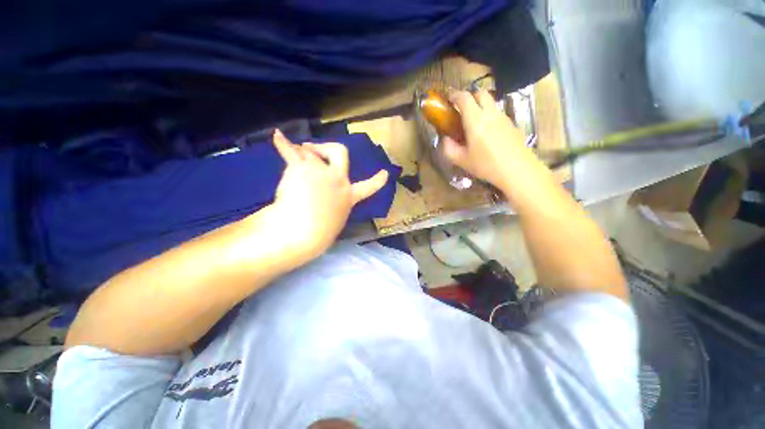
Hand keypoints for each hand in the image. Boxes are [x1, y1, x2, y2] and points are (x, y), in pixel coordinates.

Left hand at [270, 130, 388, 257]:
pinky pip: (290, 151)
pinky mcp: (301, 168)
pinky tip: (278, 136)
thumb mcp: (334, 220)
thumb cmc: (318, 233)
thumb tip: (325, 199)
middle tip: (316, 148)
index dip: (377, 181)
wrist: (303, 230)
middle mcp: (338, 180)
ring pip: (310, 153)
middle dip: (329, 147)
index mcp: (348, 197)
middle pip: (340, 153)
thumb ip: (334, 206)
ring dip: (302, 152)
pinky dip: (282, 143)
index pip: (368, 188)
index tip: (385, 173)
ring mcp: (320, 171)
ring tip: (294, 155)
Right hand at [442, 89, 540, 189]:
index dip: (454, 95)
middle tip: (461, 109)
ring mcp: (503, 117)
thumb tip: (445, 139)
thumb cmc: (486, 165)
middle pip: (480, 93)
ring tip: (473, 122)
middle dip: (469, 96)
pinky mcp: (511, 124)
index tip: (448, 99)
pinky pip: (497, 113)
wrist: (517, 170)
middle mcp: (490, 113)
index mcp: (475, 120)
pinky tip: (486, 133)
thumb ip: (448, 148)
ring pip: (490, 102)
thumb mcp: (461, 160)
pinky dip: (488, 115)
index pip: (464, 98)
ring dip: (480, 105)